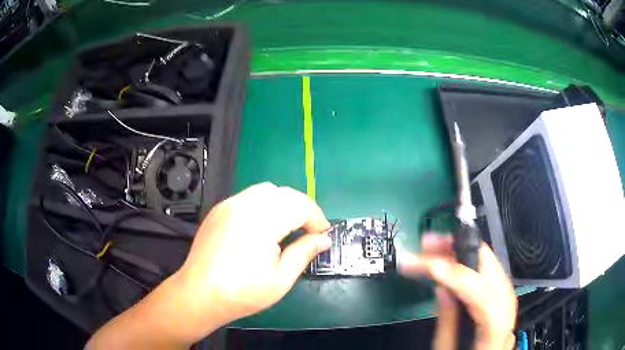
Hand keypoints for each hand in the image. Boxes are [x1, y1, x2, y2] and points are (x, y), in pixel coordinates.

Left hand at [87, 183, 330, 347]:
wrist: (194, 295)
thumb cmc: (238, 295)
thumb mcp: (278, 278)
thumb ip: (301, 253)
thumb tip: (320, 238)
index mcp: (257, 220)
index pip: (297, 202)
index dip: (315, 215)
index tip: (322, 233)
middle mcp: (240, 205)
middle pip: (281, 191)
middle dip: (300, 208)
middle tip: (307, 233)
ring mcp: (227, 206)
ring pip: (264, 190)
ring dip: (281, 206)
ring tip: (287, 232)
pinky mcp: (219, 211)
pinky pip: (250, 197)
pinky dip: (265, 207)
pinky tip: (263, 231)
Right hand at [399, 234, 516, 349]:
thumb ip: (447, 324)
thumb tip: (443, 288)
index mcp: (495, 336)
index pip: (485, 301)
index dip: (461, 279)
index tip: (432, 267)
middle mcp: (509, 316)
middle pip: (495, 275)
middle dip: (463, 252)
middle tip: (431, 243)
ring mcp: (509, 305)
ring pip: (495, 268)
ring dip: (465, 252)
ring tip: (438, 246)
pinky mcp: (503, 300)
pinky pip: (491, 274)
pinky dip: (472, 262)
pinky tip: (454, 259)